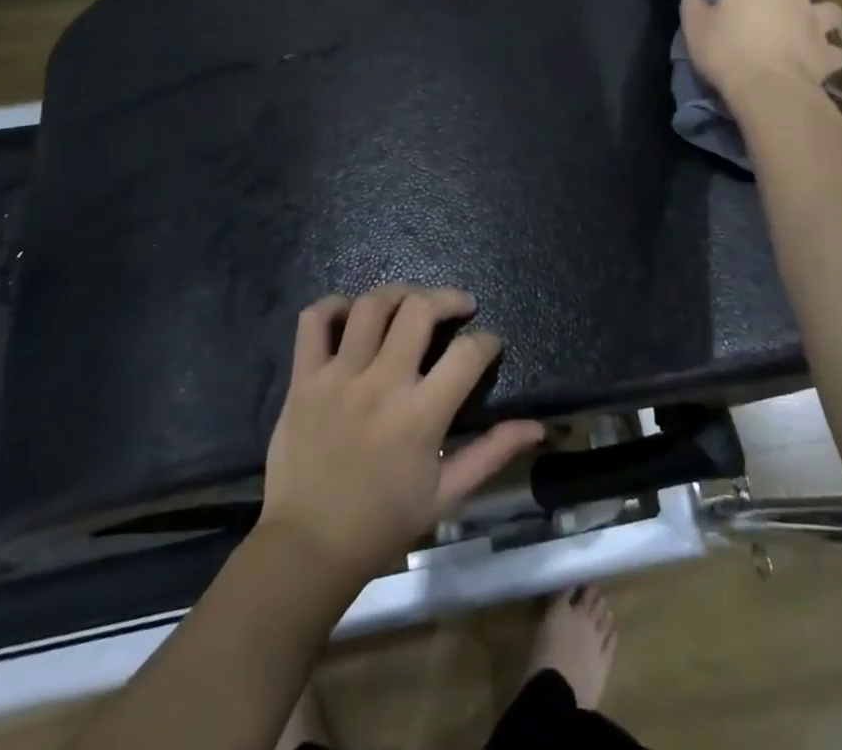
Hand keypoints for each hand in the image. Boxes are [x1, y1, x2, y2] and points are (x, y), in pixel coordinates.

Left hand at [258, 284, 544, 586]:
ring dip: (399, 293)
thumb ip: (492, 453)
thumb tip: (538, 426)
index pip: (467, 354)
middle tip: (459, 306)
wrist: (307, 549)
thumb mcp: (446, 495)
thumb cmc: (382, 523)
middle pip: (419, 309)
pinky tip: (353, 313)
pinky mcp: (303, 378)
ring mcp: (337, 377)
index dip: (487, 341)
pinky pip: (314, 320)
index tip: (489, 345)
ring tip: (412, 303)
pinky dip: (334, 304)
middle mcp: (380, 385)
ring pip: (372, 305)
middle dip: (448, 298)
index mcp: (419, 416)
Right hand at [681, 0, 841, 105]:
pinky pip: (834, 52)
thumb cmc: (727, 49)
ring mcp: (815, 23)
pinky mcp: (827, 55)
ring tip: (812, 21)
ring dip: (822, 12)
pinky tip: (820, 59)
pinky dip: (827, 54)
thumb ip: (695, 7)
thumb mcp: (696, 27)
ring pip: (831, 8)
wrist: (768, 88)